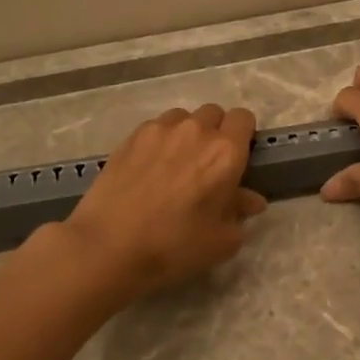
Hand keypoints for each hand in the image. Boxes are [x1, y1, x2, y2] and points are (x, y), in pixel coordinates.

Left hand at [64, 104, 267, 298]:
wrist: (109, 246)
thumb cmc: (175, 246)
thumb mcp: (222, 240)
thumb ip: (240, 212)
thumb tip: (250, 199)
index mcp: (225, 153)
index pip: (244, 119)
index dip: (243, 135)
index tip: (237, 158)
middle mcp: (196, 131)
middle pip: (214, 113)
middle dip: (216, 132)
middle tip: (207, 164)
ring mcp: (161, 130)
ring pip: (184, 117)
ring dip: (187, 133)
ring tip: (176, 163)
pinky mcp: (132, 136)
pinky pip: (156, 127)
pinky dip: (161, 140)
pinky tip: (150, 167)